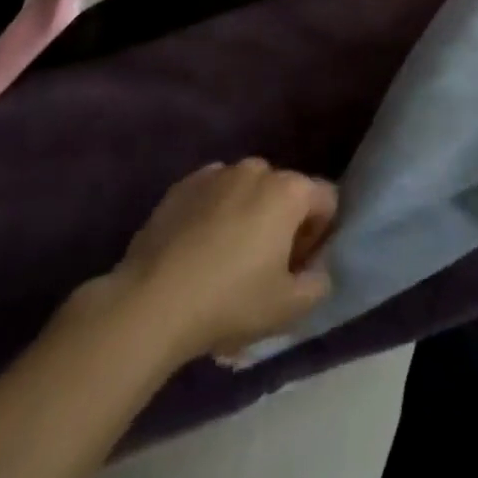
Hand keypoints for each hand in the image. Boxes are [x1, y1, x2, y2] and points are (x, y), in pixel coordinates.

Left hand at [112, 159, 337, 360]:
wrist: (150, 303)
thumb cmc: (229, 301)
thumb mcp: (288, 308)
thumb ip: (319, 285)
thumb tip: (316, 271)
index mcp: (290, 190)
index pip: (327, 200)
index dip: (319, 235)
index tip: (296, 267)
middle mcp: (258, 169)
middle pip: (286, 192)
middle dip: (283, 223)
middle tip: (264, 267)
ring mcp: (218, 173)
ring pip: (248, 191)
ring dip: (248, 215)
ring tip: (226, 258)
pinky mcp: (183, 185)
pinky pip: (213, 194)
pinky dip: (214, 213)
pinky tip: (197, 250)